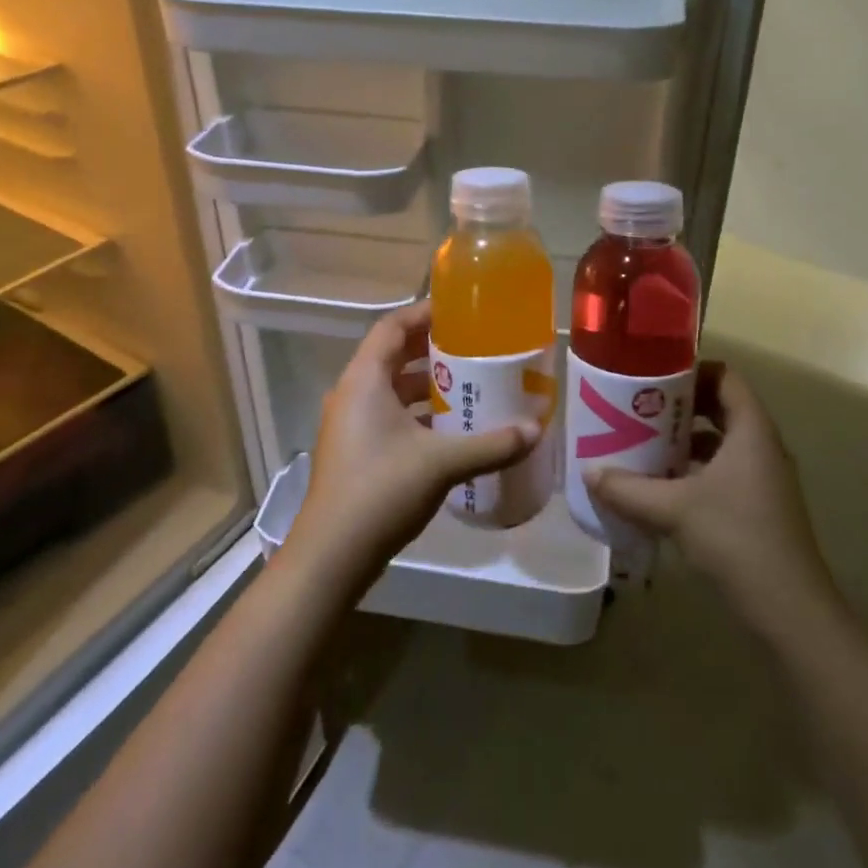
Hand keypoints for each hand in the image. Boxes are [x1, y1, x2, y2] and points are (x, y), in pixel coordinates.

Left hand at [291, 302, 539, 586]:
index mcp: (365, 379)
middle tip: (474, 347)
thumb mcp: (442, 463)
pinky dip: (416, 414)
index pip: (392, 327)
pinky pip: (387, 415)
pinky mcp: (353, 451)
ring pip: (390, 389)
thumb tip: (536, 430)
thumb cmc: (381, 491)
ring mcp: (349, 424)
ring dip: (425, 385)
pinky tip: (449, 430)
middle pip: (392, 355)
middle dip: (432, 349)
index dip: (424, 313)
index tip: (461, 311)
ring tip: (467, 385)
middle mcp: (351, 393)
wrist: (331, 556)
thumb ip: (491, 444)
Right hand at [585, 362, 837, 639]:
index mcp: (751, 431)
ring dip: (683, 442)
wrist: (789, 610)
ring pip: (720, 443)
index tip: (653, 376)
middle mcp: (761, 447)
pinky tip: (660, 488)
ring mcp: (763, 480)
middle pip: (720, 408)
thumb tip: (589, 473)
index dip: (691, 369)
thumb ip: (628, 489)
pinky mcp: (758, 508)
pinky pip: (722, 472)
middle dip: (679, 407)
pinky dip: (693, 472)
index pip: (725, 376)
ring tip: (641, 444)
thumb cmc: (736, 539)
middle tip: (638, 408)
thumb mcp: (673, 509)